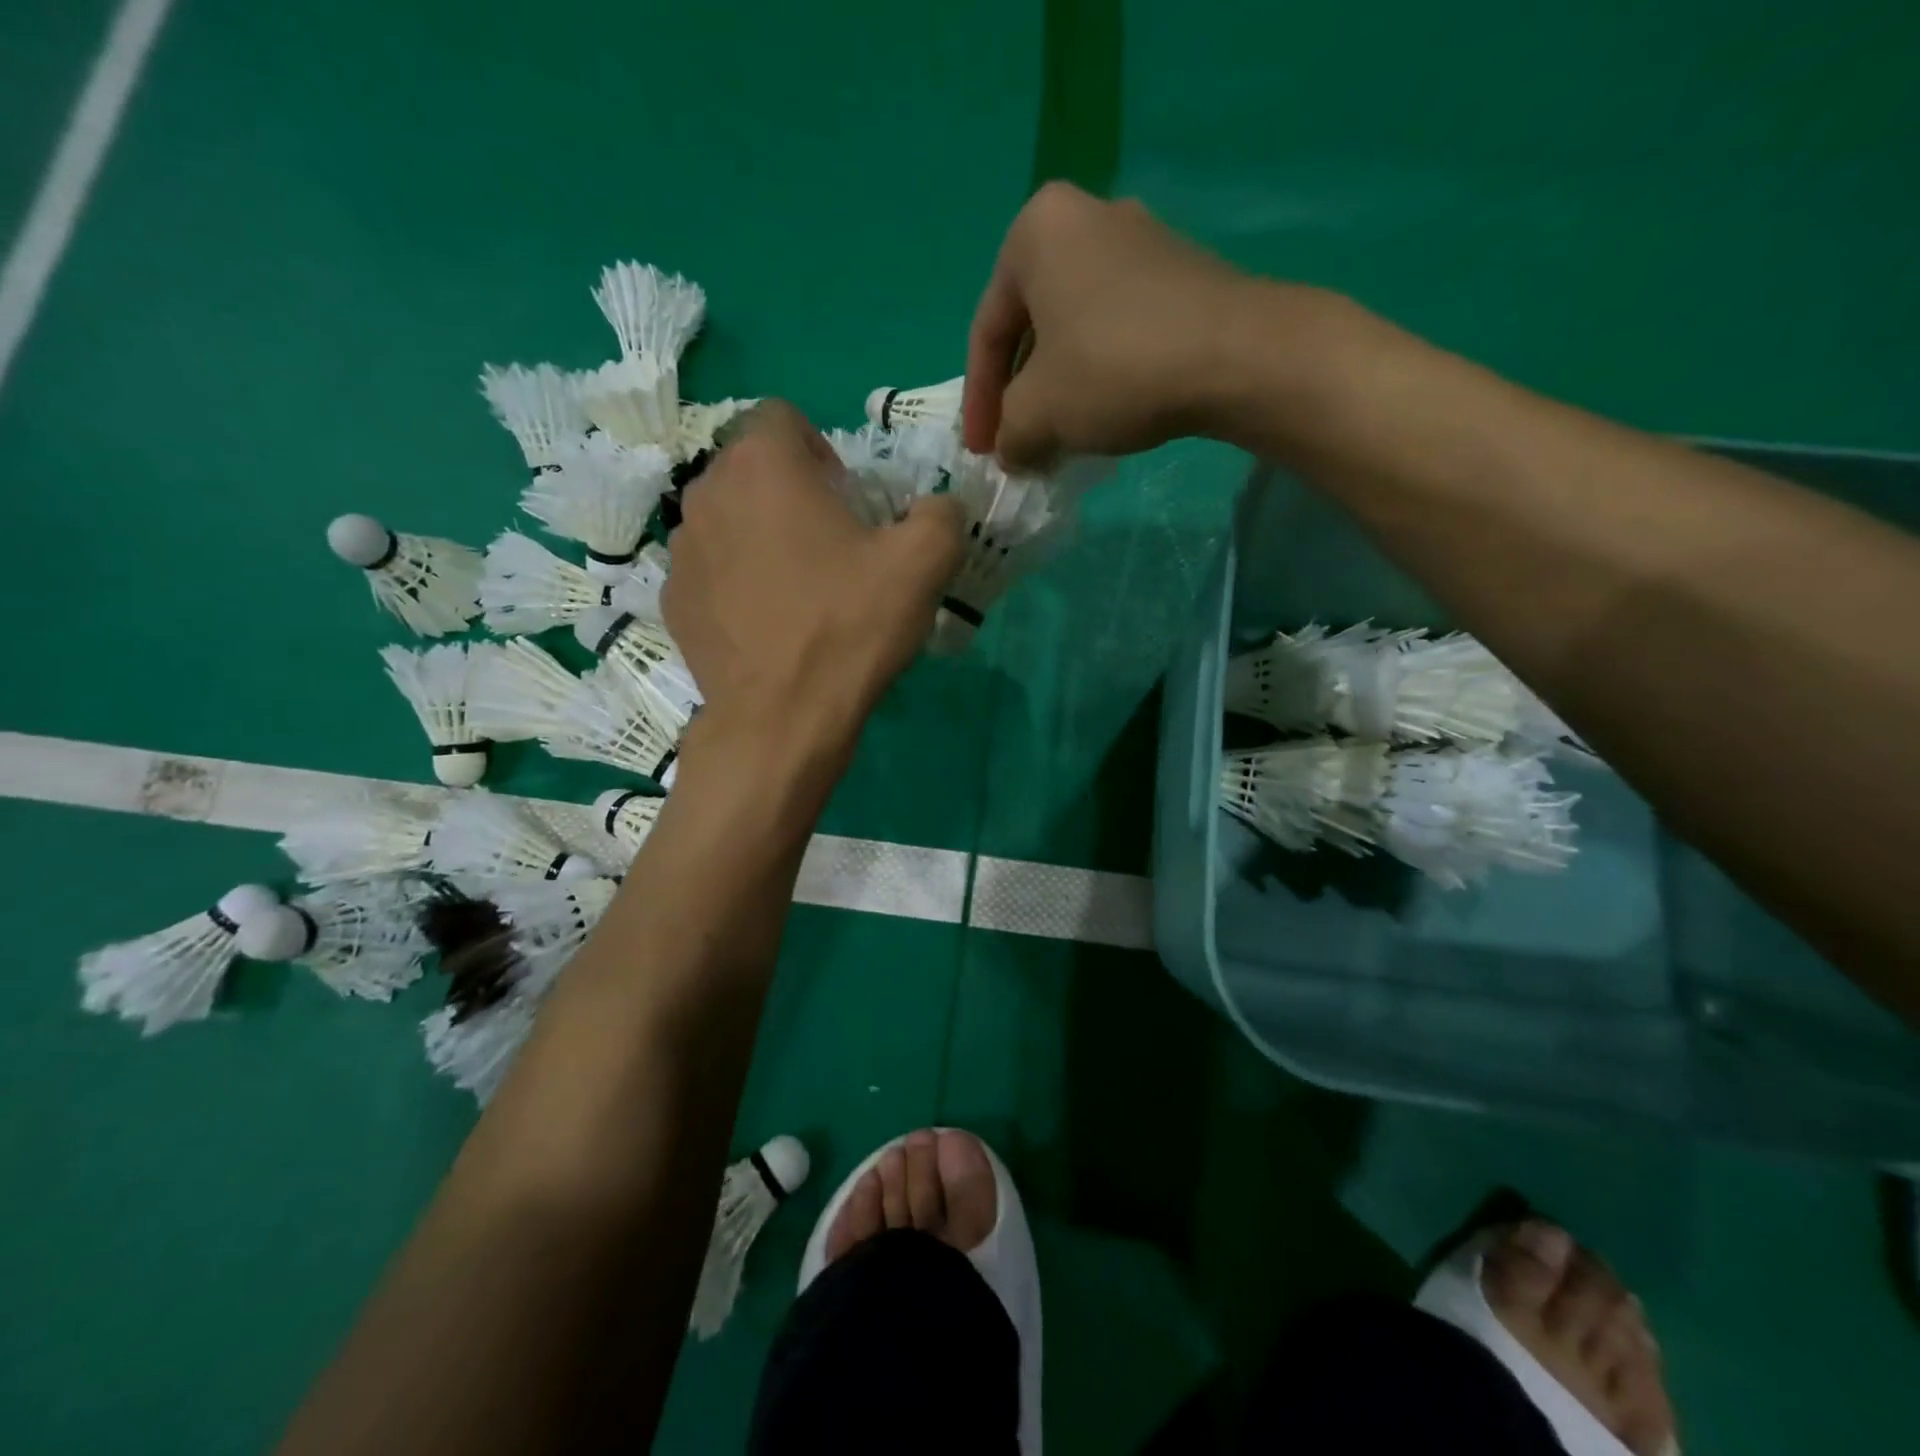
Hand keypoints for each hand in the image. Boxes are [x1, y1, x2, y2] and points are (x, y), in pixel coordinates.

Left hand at [662, 401, 961, 773]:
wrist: (781, 720)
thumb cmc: (849, 628)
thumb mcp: (923, 564)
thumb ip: (941, 513)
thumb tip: (937, 506)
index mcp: (762, 464)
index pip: (783, 417)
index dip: (821, 450)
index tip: (847, 501)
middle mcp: (706, 491)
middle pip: (752, 469)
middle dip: (791, 493)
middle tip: (831, 549)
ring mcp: (682, 549)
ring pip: (728, 518)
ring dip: (761, 536)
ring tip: (798, 591)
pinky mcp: (672, 599)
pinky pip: (711, 569)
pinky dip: (736, 581)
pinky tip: (767, 625)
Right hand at [962, 181, 1254, 469]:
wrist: (1235, 356)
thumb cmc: (1113, 369)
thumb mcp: (1038, 414)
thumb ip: (1008, 434)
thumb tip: (1011, 451)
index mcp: (1036, 232)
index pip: (987, 331)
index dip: (979, 402)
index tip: (982, 451)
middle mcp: (1086, 217)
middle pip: (1032, 326)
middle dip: (1021, 393)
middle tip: (1018, 442)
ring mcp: (1141, 240)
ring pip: (1075, 329)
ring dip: (1060, 388)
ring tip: (1059, 437)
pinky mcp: (1181, 273)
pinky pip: (1117, 328)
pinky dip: (1100, 373)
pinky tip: (1104, 414)